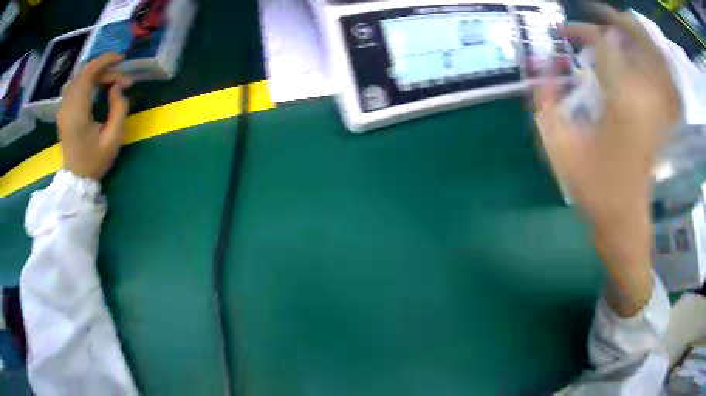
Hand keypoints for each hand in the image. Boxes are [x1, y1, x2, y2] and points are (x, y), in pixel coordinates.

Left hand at [57, 53, 132, 181]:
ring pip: (79, 77)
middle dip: (105, 69)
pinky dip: (87, 80)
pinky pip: (74, 85)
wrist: (76, 179)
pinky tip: (96, 87)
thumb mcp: (114, 139)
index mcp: (78, 112)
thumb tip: (117, 87)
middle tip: (122, 80)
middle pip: (85, 72)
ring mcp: (63, 108)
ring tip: (110, 82)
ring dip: (96, 74)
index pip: (88, 73)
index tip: (122, 59)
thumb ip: (119, 108)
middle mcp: (67, 106)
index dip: (105, 60)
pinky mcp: (63, 110)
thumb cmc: (95, 161)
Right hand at [534, 5, 679, 315]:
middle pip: (637, 43)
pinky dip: (656, 59)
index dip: (584, 32)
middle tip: (595, 12)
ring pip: (655, 57)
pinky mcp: (663, 118)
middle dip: (615, 21)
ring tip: (619, 24)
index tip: (565, 33)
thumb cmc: (592, 188)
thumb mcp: (558, 148)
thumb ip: (546, 102)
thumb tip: (543, 64)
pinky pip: (665, 78)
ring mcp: (659, 109)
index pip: (606, 47)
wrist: (623, 218)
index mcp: (620, 105)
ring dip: (638, 36)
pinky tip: (644, 52)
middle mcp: (646, 100)